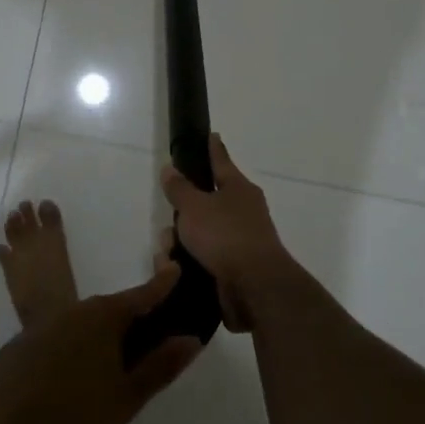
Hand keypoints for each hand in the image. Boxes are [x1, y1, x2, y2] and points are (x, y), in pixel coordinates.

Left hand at [0, 265, 201, 423]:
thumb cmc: (69, 416)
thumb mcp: (124, 399)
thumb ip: (158, 368)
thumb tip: (191, 339)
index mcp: (103, 318)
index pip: (142, 296)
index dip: (162, 286)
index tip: (175, 268)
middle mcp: (73, 311)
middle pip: (111, 309)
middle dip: (132, 317)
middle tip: (151, 333)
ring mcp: (42, 326)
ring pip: (83, 324)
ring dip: (101, 337)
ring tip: (113, 362)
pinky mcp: (21, 346)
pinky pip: (59, 338)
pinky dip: (74, 349)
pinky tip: (74, 378)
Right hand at [160, 134, 294, 332]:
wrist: (255, 288)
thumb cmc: (225, 236)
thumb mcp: (194, 206)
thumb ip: (179, 188)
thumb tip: (170, 168)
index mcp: (238, 189)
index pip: (221, 160)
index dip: (212, 148)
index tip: (211, 135)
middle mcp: (243, 212)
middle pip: (205, 202)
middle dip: (182, 212)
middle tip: (169, 219)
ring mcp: (240, 241)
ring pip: (200, 233)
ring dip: (181, 242)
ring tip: (168, 256)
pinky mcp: (233, 269)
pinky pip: (203, 258)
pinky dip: (188, 263)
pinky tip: (175, 271)